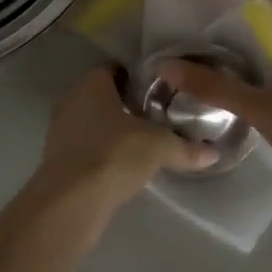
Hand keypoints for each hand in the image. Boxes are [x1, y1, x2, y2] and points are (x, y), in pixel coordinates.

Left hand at [35, 65, 216, 209]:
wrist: (71, 202)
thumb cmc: (114, 155)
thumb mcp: (159, 147)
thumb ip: (186, 147)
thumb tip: (215, 153)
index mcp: (92, 84)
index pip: (114, 69)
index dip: (137, 78)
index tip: (158, 91)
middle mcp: (71, 100)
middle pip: (102, 95)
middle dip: (125, 105)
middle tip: (154, 117)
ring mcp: (59, 131)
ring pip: (91, 122)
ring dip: (112, 130)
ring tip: (142, 144)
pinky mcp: (56, 160)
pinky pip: (84, 147)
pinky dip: (101, 152)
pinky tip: (121, 166)